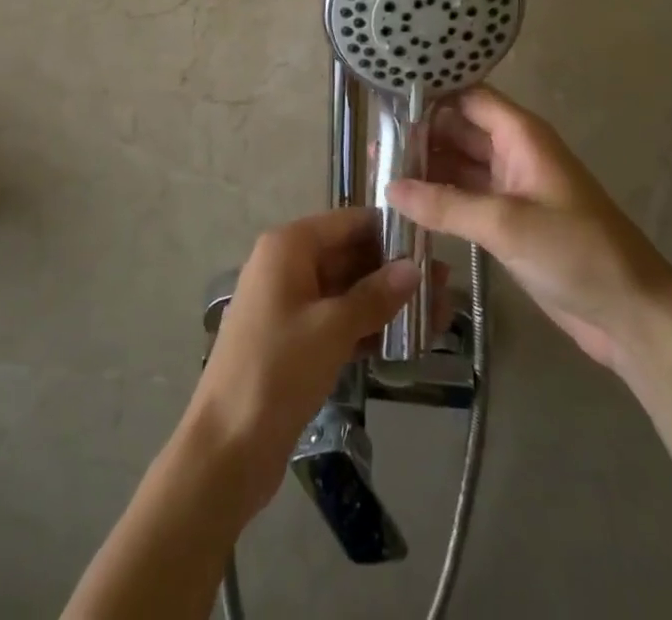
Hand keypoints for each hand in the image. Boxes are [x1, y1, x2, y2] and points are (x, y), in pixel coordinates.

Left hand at [181, 208, 419, 523]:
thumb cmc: (277, 371)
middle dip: (393, 270)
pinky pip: (337, 321)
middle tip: (444, 286)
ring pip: (346, 291)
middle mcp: (287, 266)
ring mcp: (290, 304)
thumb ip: (375, 295)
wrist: (226, 448)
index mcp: (289, 246)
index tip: (432, 244)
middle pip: (349, 255)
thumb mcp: (332, 328)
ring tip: (437, 315)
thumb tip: (415, 267)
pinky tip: (406, 341)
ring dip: (386, 302)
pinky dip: (367, 328)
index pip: (348, 222)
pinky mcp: (295, 341)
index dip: (389, 231)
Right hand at [389, 86, 671, 372]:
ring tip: (377, 171)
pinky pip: (466, 199)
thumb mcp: (506, 223)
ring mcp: (511, 188)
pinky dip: (439, 199)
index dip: (431, 94)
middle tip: (372, 143)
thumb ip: (446, 204)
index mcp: (521, 135)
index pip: (468, 97)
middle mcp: (514, 153)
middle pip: (460, 130)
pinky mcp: (509, 222)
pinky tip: (405, 205)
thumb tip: (389, 188)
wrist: (630, 313)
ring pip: (460, 166)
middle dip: (420, 134)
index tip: (385, 99)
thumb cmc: (576, 251)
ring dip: (425, 168)